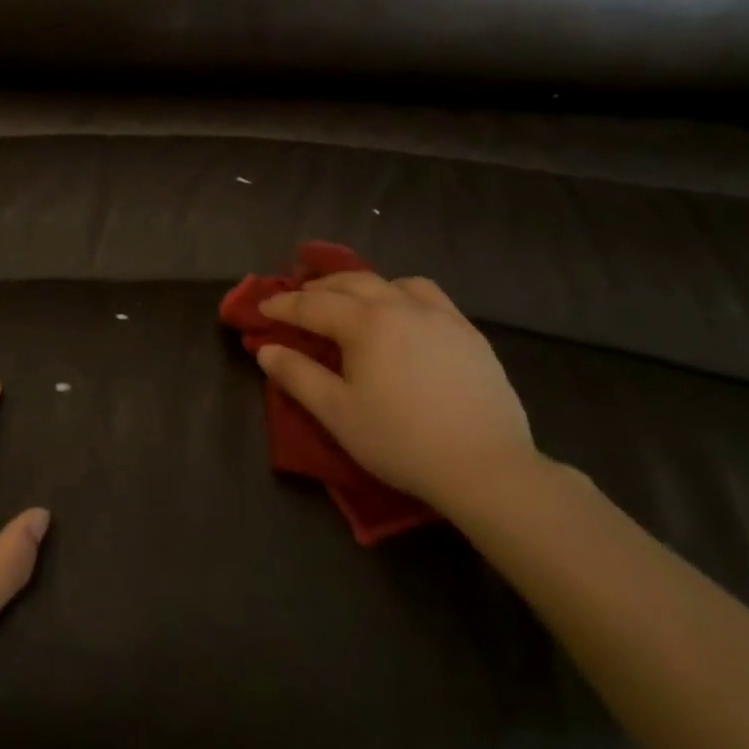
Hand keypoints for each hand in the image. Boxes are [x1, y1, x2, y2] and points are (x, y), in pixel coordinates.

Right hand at [257, 273, 537, 517]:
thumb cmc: (401, 441)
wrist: (486, 466)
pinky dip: (403, 295)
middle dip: (320, 287)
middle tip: (299, 298)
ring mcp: (441, 315)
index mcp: (366, 322)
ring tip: (354, 301)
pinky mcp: (469, 332)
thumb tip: (266, 349)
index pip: (313, 304)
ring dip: (365, 286)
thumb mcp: (337, 413)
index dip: (283, 305)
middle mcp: (402, 305)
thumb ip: (298, 376)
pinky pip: (429, 297)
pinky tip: (405, 318)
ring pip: (394, 282)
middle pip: (352, 282)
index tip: (262, 307)